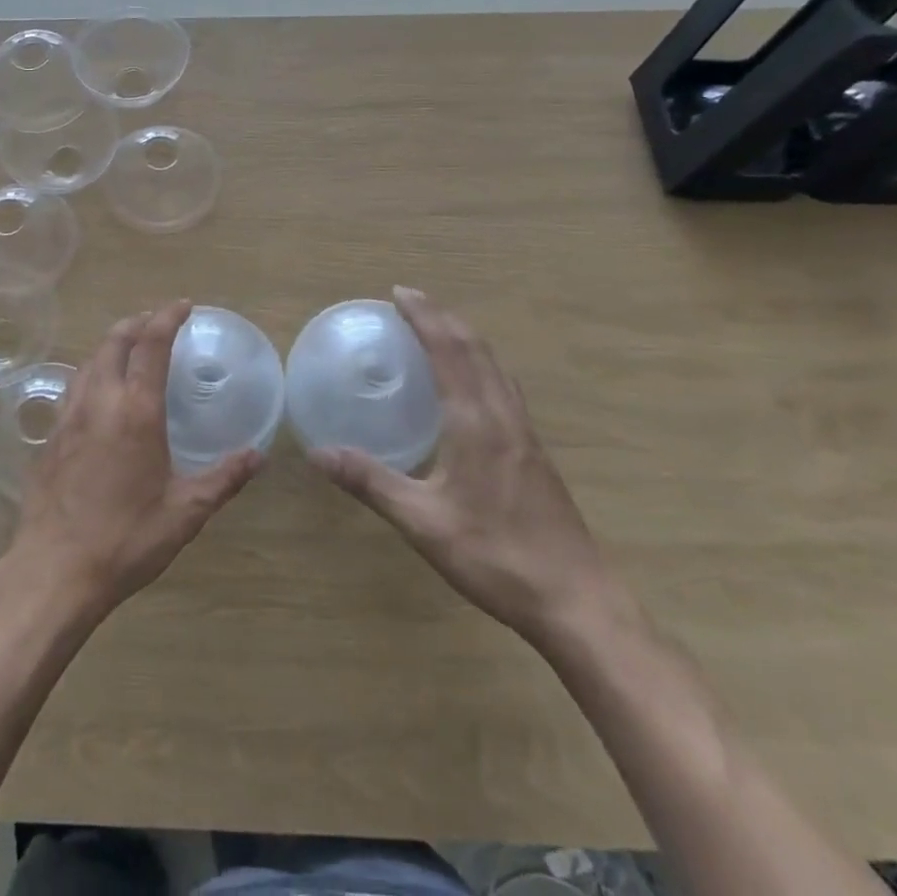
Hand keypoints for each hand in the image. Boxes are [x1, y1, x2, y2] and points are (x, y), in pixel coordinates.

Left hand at [11, 302, 262, 617]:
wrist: (54, 569)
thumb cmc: (126, 539)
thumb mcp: (185, 512)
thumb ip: (223, 478)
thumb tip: (258, 456)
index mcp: (136, 410)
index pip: (151, 345)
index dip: (167, 317)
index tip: (183, 305)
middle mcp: (100, 401)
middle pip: (114, 341)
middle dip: (137, 322)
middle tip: (157, 320)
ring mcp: (69, 416)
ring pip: (90, 360)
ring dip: (112, 343)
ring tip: (130, 347)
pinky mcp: (50, 435)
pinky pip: (73, 385)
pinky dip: (93, 371)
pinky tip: (99, 391)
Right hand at [310, 287, 616, 647]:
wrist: (578, 602)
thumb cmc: (497, 558)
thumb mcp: (423, 523)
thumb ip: (371, 483)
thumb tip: (318, 453)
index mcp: (477, 423)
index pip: (449, 351)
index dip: (425, 317)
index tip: (399, 293)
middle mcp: (504, 417)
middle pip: (476, 349)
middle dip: (443, 317)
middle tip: (410, 300)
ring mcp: (525, 434)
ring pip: (495, 366)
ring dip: (465, 336)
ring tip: (437, 327)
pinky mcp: (534, 453)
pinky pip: (503, 387)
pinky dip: (480, 363)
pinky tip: (470, 384)